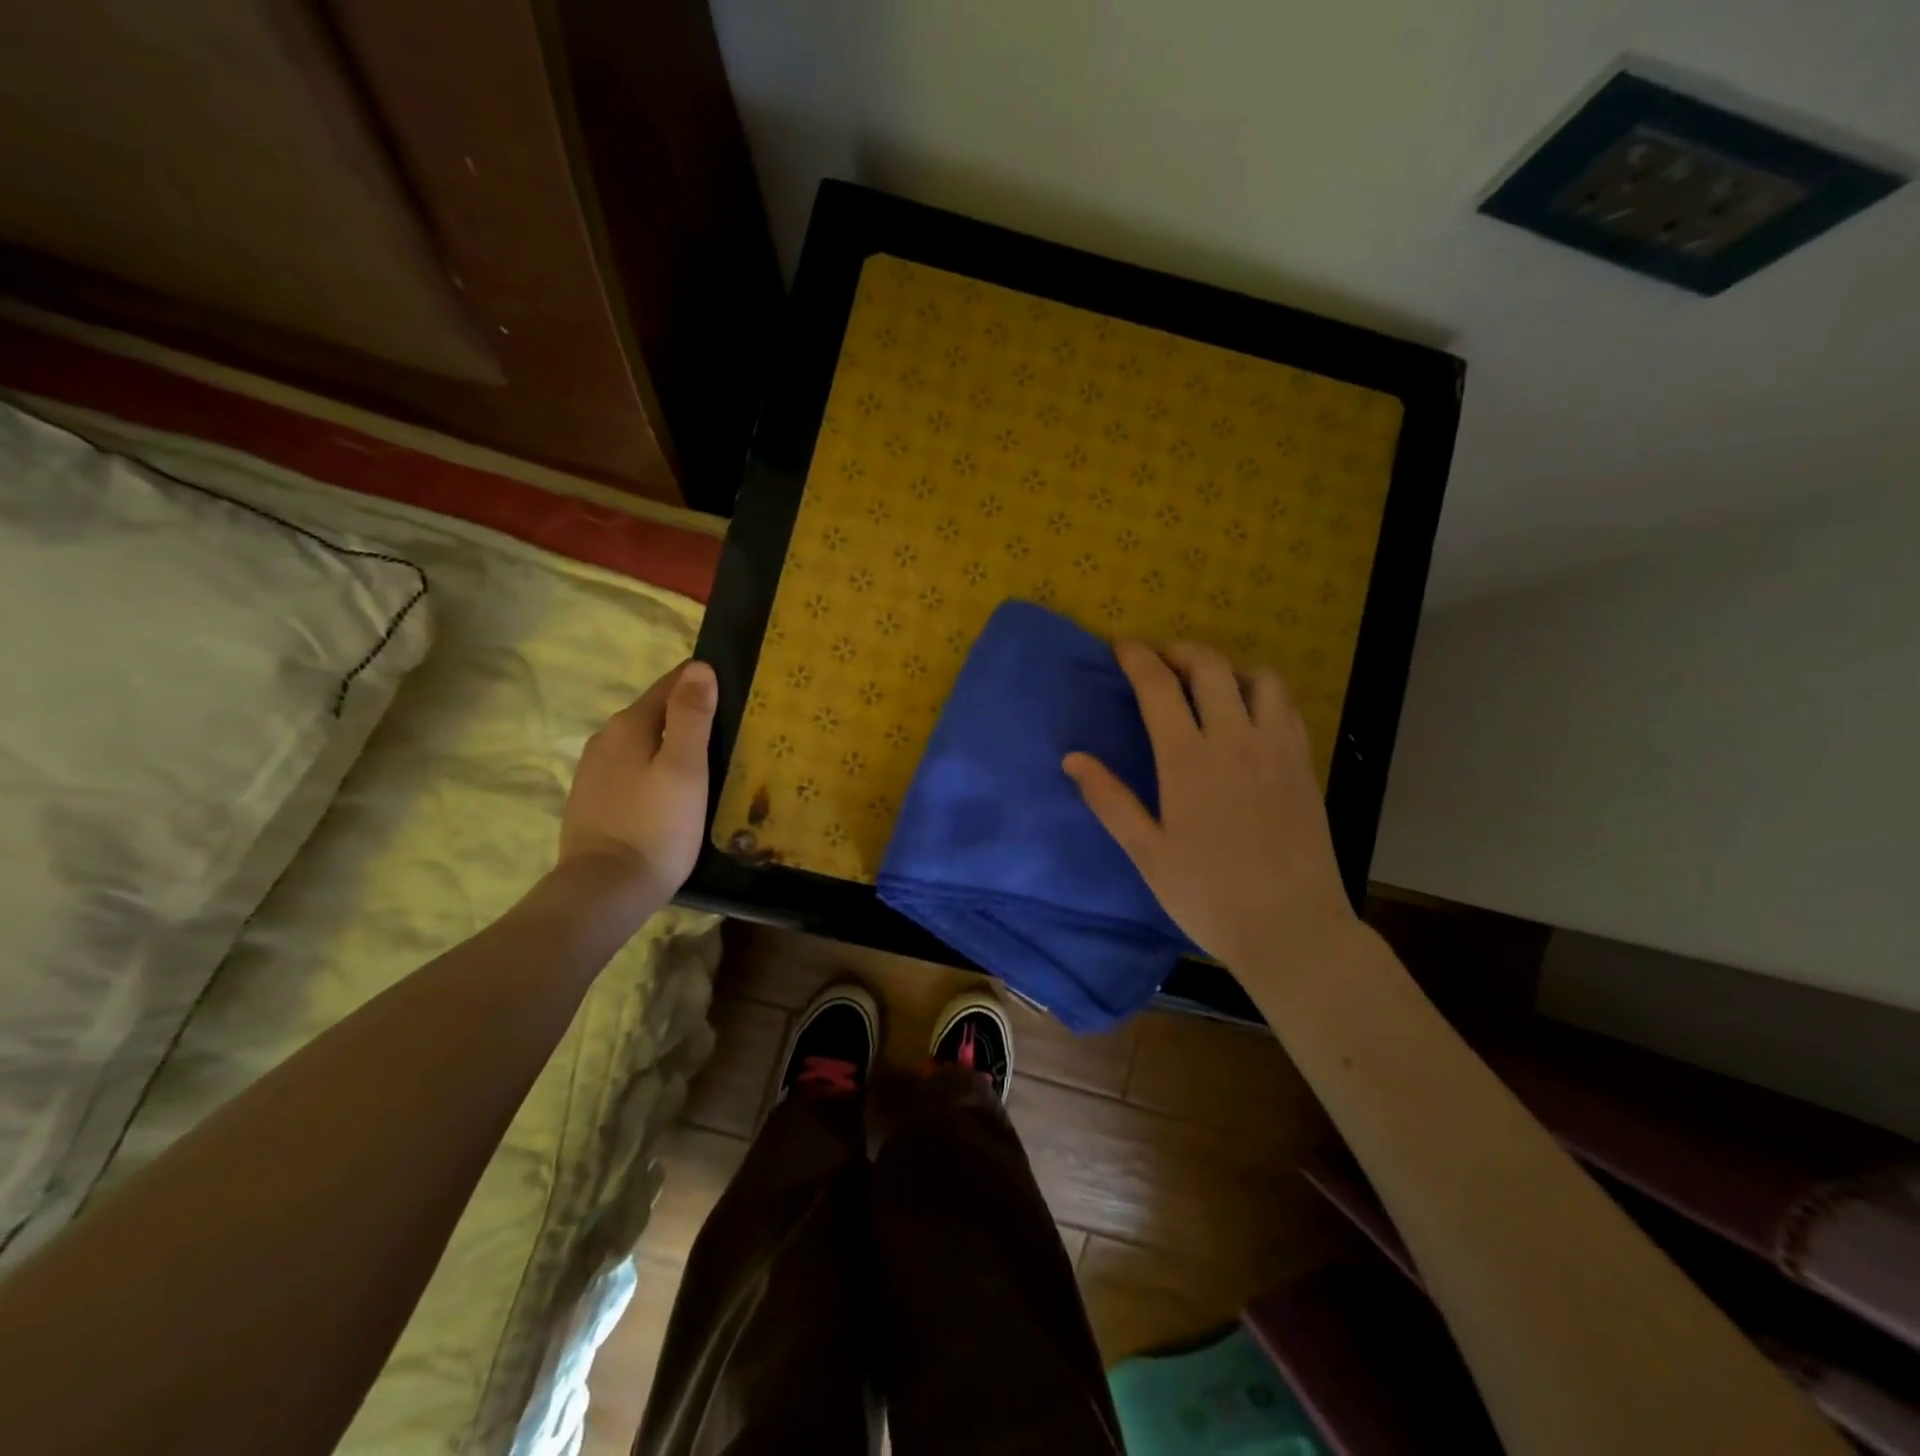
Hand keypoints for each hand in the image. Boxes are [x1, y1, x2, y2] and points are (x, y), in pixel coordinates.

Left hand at [559, 660, 716, 903]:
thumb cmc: (656, 827)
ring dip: (670, 745)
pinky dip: (653, 769)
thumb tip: (699, 668)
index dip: (701, 682)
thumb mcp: (685, 768)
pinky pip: (630, 770)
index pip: (670, 684)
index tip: (734, 690)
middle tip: (728, 729)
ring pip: (641, 743)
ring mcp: (593, 772)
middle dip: (688, 714)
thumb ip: (692, 716)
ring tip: (705, 761)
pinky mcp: (592, 801)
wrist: (605, 890)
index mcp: (629, 725)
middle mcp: (605, 739)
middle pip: (654, 713)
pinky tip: (670, 791)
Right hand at [1063, 642, 1355, 971]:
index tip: (1121, 646)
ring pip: (1259, 677)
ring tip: (1208, 684)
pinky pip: (1286, 705)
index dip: (1137, 658)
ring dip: (1228, 667)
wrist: (1291, 928)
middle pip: (1210, 666)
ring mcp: (1277, 748)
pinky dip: (1262, 691)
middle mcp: (1235, 740)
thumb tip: (1072, 758)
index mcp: (1188, 760)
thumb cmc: (1208, 895)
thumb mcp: (1147, 853)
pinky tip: (1248, 713)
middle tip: (1160, 660)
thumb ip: (1109, 800)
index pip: (1159, 687)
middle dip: (1180, 650)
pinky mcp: (1304, 763)